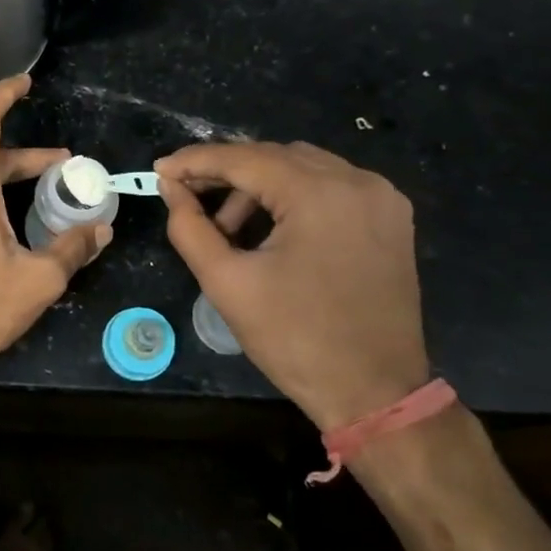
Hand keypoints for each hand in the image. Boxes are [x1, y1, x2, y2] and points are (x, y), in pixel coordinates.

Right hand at [156, 141, 428, 430]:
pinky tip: (270, 229)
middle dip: (226, 174)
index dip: (196, 161)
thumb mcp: (227, 282)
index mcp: (320, 193)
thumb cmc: (295, 339)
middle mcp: (357, 181)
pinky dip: (292, 197)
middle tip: (186, 196)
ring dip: (259, 187)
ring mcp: (381, 198)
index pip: (244, 158)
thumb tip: (171, 188)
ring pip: (303, 169)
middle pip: (275, 157)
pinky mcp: (391, 218)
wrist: (374, 393)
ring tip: (228, 229)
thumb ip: (190, 227)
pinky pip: (330, 188)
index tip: (159, 168)